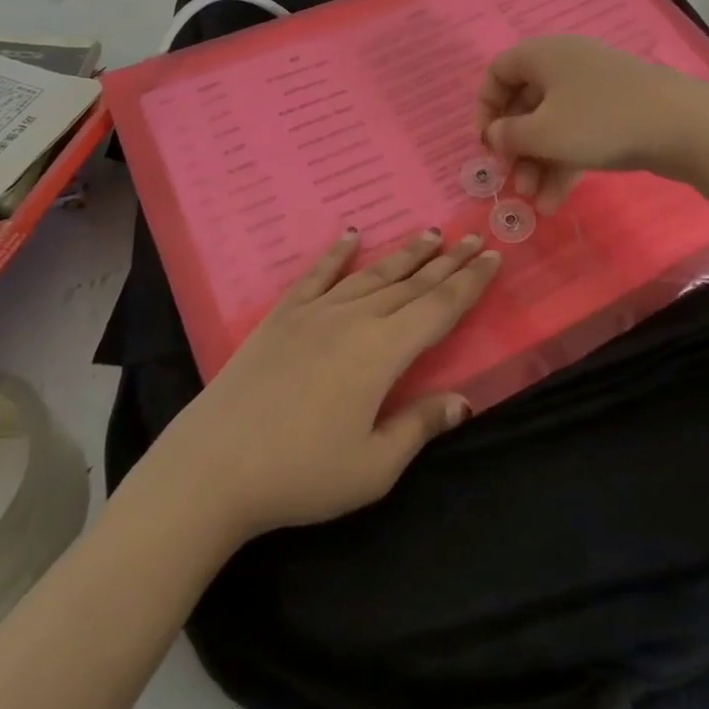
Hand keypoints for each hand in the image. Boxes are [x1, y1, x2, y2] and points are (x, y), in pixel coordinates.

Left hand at [151, 229, 501, 541]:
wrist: (215, 465)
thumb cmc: (300, 474)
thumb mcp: (372, 467)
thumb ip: (419, 426)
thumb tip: (463, 401)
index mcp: (383, 352)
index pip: (439, 308)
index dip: (470, 283)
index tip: (493, 256)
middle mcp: (355, 318)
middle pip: (412, 284)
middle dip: (447, 262)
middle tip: (473, 237)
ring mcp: (316, 312)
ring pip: (372, 274)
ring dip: (405, 254)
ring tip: (431, 233)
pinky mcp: (282, 315)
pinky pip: (317, 274)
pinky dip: (337, 252)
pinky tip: (351, 235)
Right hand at [476, 35, 708, 210]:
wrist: (682, 125)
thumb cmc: (600, 121)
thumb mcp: (543, 132)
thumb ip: (509, 135)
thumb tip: (495, 134)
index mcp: (543, 55)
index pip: (498, 72)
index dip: (485, 108)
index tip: (487, 143)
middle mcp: (565, 64)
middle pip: (525, 104)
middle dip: (516, 147)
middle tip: (513, 181)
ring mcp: (594, 88)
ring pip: (553, 124)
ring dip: (539, 163)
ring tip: (536, 203)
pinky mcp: (615, 112)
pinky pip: (578, 133)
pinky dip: (565, 162)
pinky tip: (557, 201)